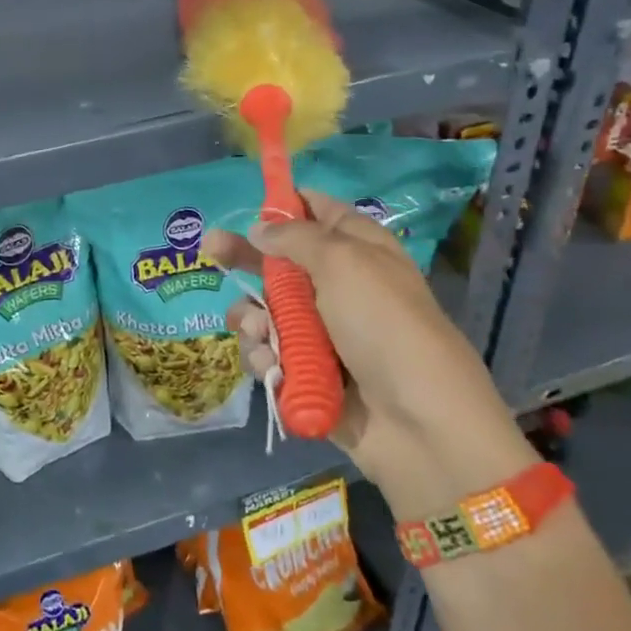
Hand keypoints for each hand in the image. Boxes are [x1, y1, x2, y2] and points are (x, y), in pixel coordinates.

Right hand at [205, 190, 534, 517]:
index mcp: (357, 250)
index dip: (285, 206)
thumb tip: (259, 228)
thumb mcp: (343, 264)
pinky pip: (268, 352)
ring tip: (258, 330)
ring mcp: (321, 331)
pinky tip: (272, 367)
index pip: (317, 212)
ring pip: (265, 310)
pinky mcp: (306, 371)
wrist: (419, 425)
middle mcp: (337, 286)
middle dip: (245, 256)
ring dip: (252, 318)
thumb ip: (294, 238)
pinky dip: (264, 358)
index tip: (251, 207)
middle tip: (210, 249)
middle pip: (279, 260)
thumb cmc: (384, 326)